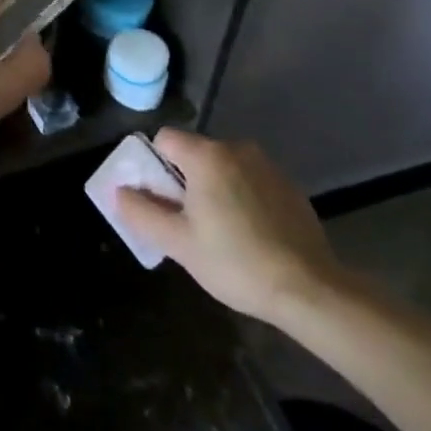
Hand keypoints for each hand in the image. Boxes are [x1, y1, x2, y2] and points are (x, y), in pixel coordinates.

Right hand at [116, 130, 346, 324]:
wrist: (311, 290)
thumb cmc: (236, 262)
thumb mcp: (178, 243)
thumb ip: (142, 213)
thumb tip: (120, 192)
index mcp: (206, 155)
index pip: (164, 139)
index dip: (154, 166)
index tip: (161, 200)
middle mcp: (236, 148)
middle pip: (194, 152)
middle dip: (184, 180)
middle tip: (187, 222)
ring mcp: (267, 166)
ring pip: (223, 167)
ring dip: (214, 188)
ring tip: (220, 232)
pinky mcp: (289, 187)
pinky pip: (250, 181)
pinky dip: (242, 197)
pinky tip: (250, 234)